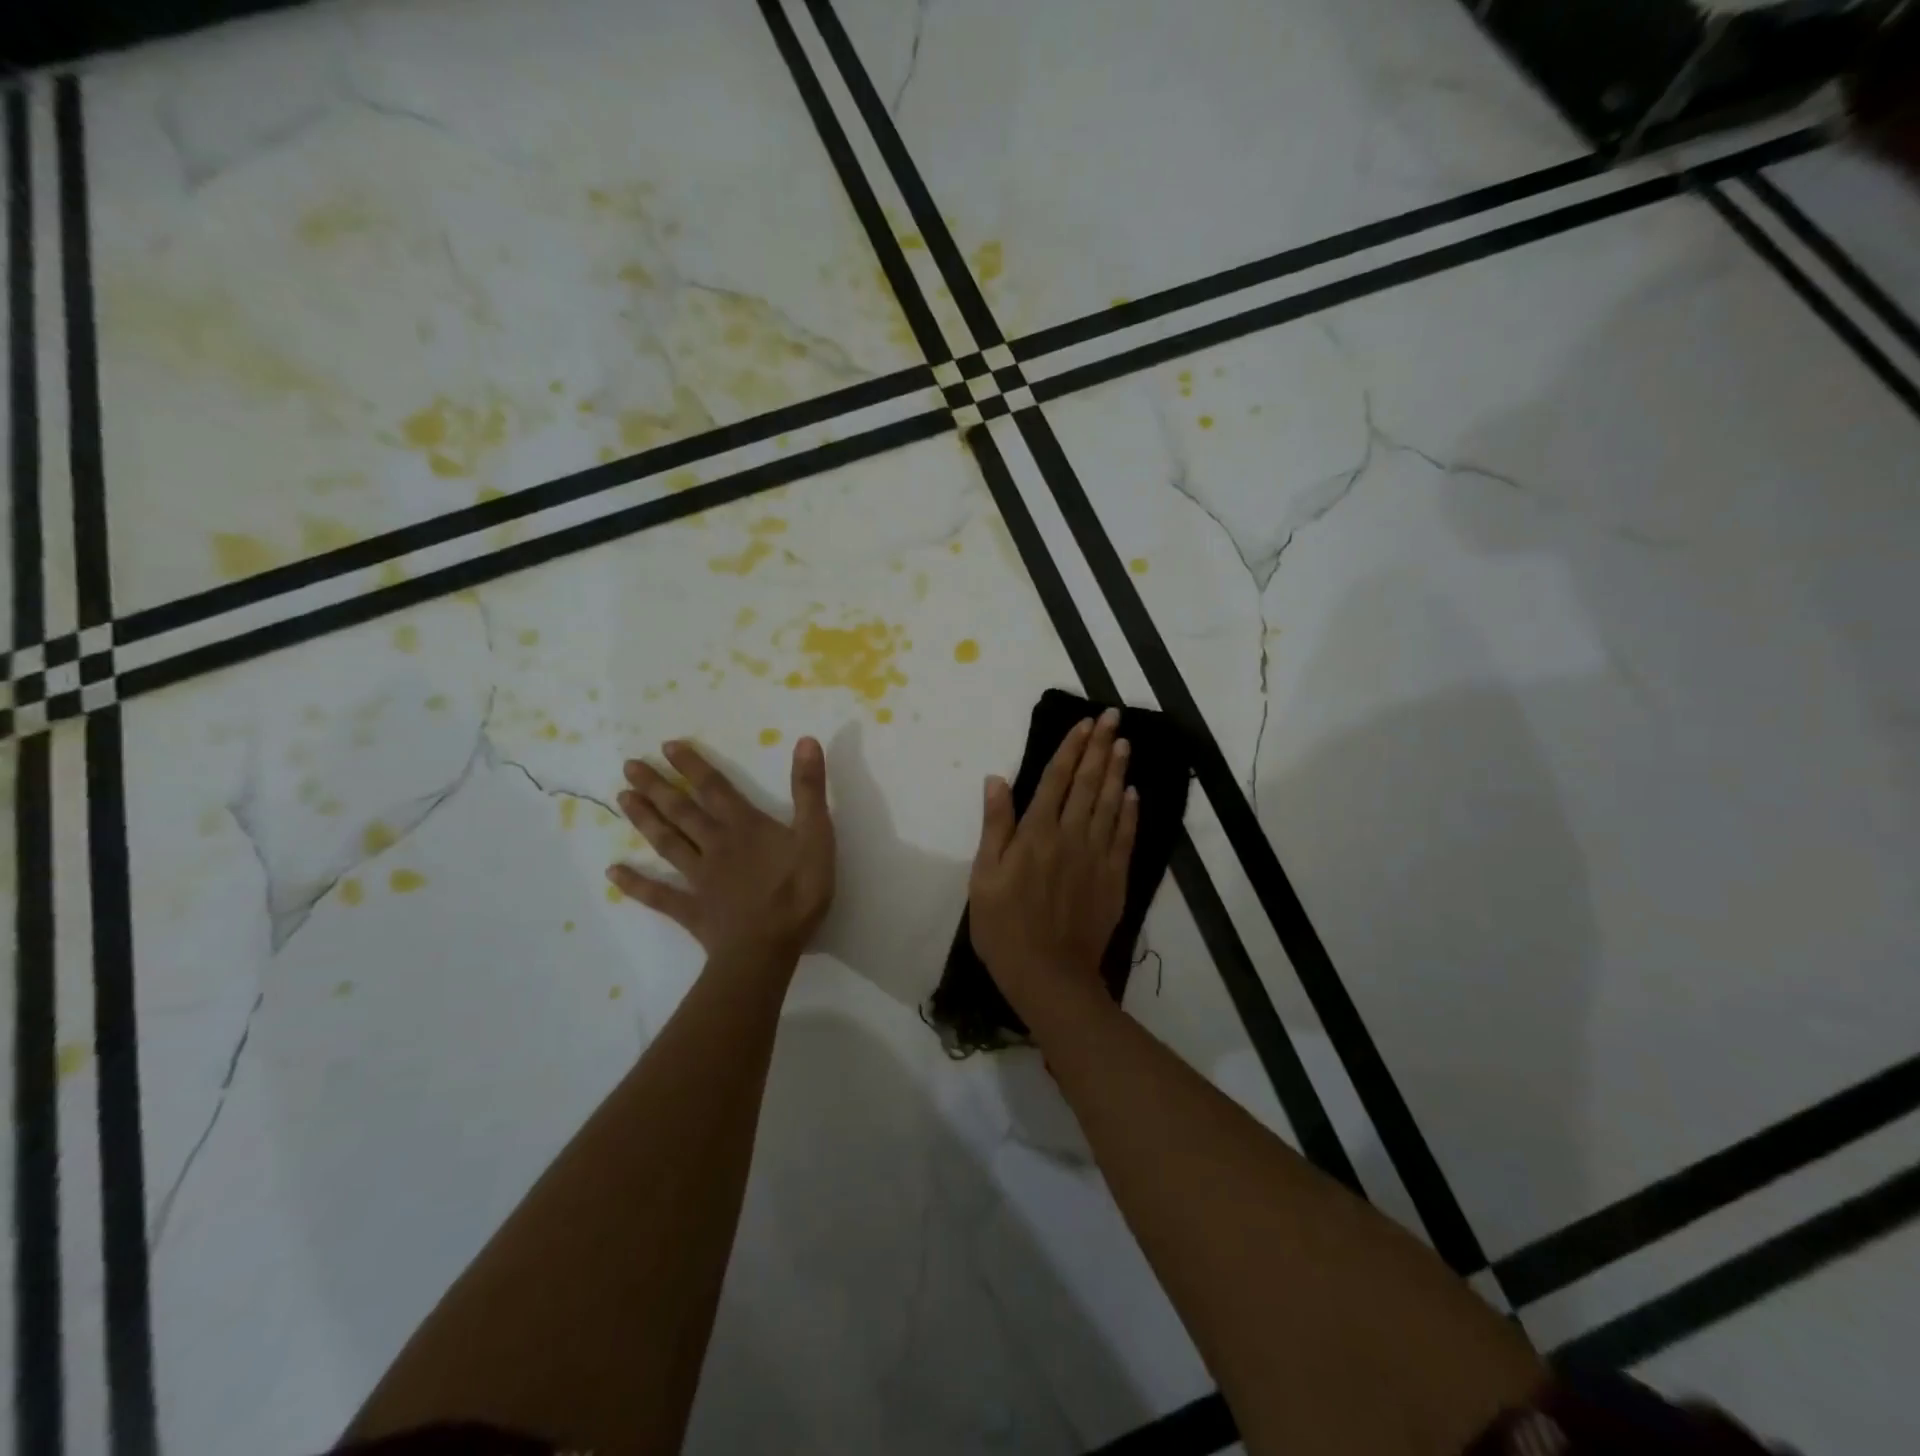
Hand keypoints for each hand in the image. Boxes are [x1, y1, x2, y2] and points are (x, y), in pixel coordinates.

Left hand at [608, 737, 835, 964]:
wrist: (767, 948)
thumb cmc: (797, 891)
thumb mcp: (816, 835)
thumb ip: (809, 790)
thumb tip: (805, 741)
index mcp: (744, 826)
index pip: (714, 788)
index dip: (693, 766)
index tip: (667, 746)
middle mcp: (715, 845)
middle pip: (682, 811)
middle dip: (657, 786)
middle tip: (629, 766)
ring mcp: (699, 878)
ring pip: (667, 843)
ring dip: (645, 820)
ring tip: (621, 799)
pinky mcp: (692, 910)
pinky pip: (659, 895)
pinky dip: (635, 884)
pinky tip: (613, 873)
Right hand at [969, 708, 1138, 1016]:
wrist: (1049, 975)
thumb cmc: (1004, 927)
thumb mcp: (984, 877)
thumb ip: (995, 826)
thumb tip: (996, 779)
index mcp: (1036, 833)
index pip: (1056, 780)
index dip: (1070, 749)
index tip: (1084, 723)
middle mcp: (1070, 836)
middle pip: (1087, 783)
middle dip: (1099, 747)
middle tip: (1112, 717)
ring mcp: (1097, 857)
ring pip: (1109, 804)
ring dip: (1117, 771)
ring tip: (1124, 743)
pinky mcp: (1114, 878)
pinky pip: (1125, 837)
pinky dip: (1130, 812)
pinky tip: (1133, 793)